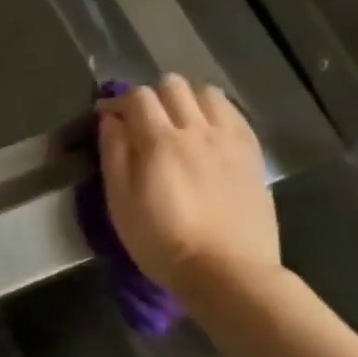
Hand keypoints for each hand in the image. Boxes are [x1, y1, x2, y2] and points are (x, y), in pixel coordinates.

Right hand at [98, 75, 279, 297]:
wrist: (227, 271)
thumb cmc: (162, 242)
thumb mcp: (121, 203)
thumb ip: (114, 155)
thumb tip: (110, 121)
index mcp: (160, 141)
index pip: (137, 97)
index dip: (116, 102)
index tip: (105, 118)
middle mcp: (198, 129)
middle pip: (173, 85)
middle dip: (151, 96)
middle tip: (140, 121)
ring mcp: (230, 139)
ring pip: (207, 93)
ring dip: (185, 99)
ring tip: (176, 123)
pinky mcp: (252, 153)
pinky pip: (233, 114)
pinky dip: (213, 112)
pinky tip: (205, 135)